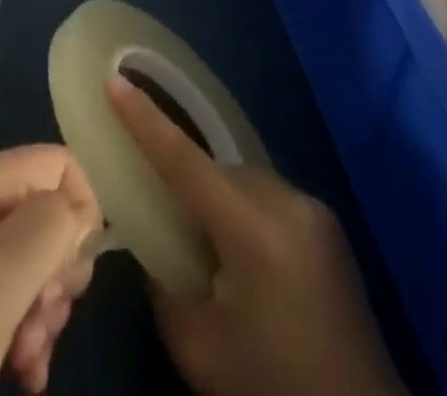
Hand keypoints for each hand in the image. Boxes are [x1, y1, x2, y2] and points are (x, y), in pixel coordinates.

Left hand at [0, 146, 98, 395]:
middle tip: (44, 322)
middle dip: (59, 273)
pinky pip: (8, 302)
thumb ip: (53, 224)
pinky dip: (25, 335)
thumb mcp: (1, 276)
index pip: (58, 163)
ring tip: (29, 361)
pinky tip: (23, 376)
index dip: (80, 214)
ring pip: (32, 265)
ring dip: (44, 313)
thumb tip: (81, 212)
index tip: (67, 278)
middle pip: (47, 215)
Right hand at [108, 76, 405, 395]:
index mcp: (253, 228)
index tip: (114, 81)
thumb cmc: (272, 388)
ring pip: (245, 182)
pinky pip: (272, 201)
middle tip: (166, 220)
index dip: (144, 119)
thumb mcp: (200, 349)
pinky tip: (248, 265)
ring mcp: (315, 212)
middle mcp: (287, 201)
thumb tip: (156, 245)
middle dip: (189, 183)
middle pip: (218, 170)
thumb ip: (164, 285)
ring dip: (221, 202)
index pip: (184, 159)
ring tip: (210, 252)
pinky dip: (248, 216)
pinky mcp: (331, 229)